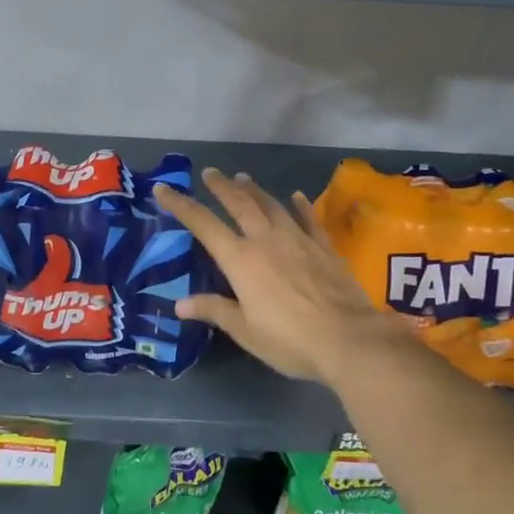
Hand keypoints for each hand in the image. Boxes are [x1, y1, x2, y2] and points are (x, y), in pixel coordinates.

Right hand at [154, 168, 411, 383]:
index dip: (180, 205)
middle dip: (221, 187)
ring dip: (255, 190)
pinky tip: (296, 196)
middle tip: (210, 172)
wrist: (349, 339)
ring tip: (243, 178)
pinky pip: (308, 219)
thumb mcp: (245, 331)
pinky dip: (300, 206)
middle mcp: (266, 240)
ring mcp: (298, 239)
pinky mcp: (325, 247)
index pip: (203, 224)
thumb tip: (180, 304)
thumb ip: (214, 311)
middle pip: (239, 204)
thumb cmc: (290, 340)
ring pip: (271, 205)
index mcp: (240, 260)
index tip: (163, 189)